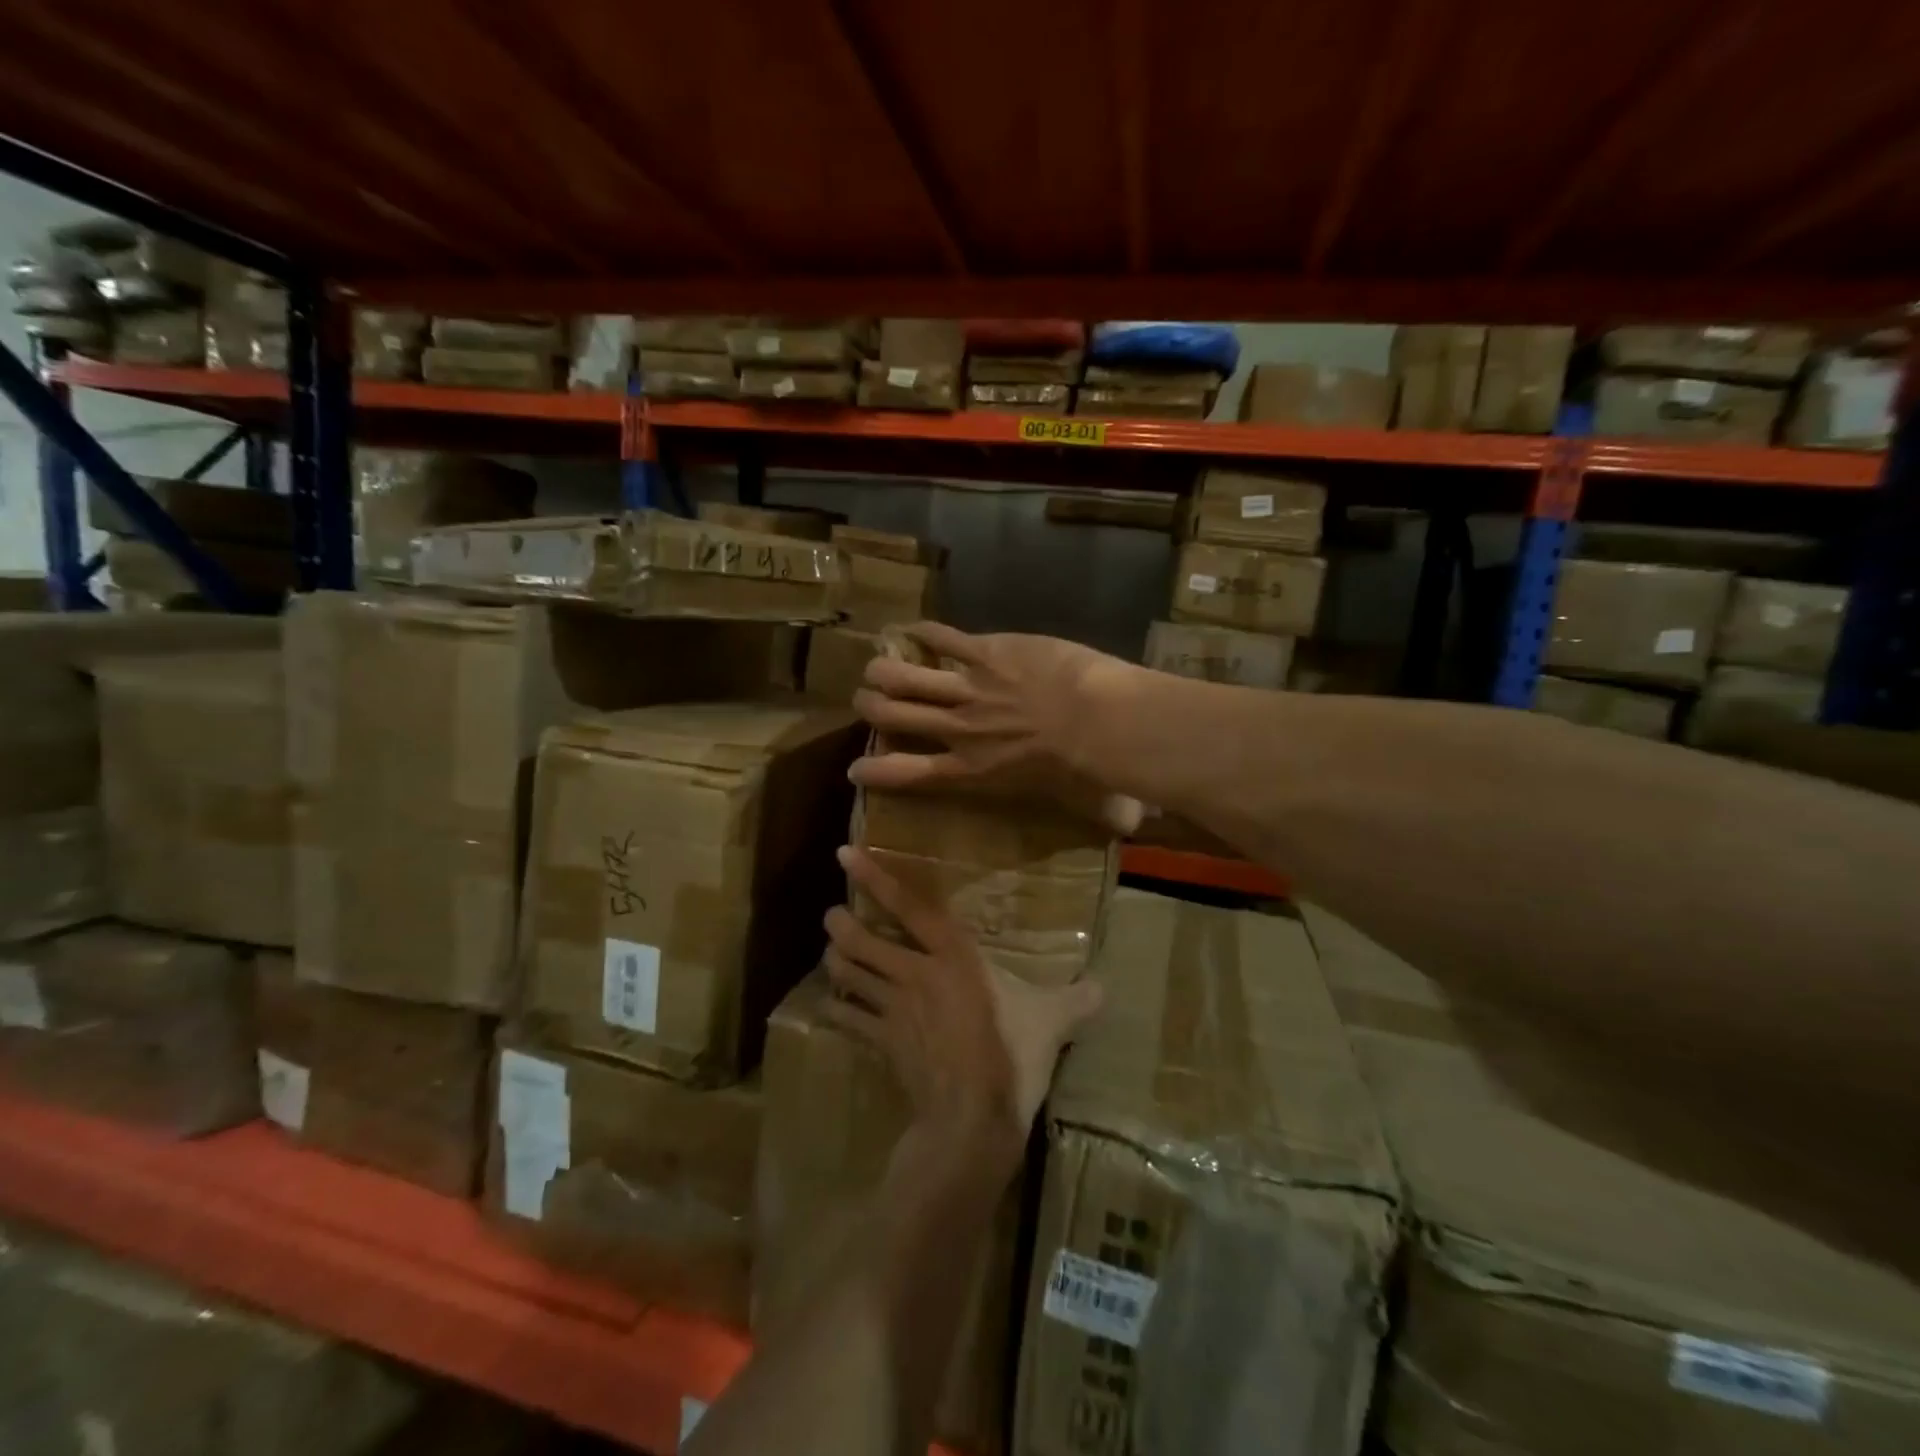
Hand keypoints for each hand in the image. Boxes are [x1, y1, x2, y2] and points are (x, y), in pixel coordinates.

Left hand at [821, 846, 1103, 1152]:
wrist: (972, 1118)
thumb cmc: (1012, 1056)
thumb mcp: (1051, 1022)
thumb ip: (1076, 1000)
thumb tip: (1105, 989)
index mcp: (954, 957)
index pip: (911, 908)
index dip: (877, 879)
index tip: (845, 854)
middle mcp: (915, 974)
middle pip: (864, 941)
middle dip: (841, 925)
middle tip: (831, 916)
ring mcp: (893, 1010)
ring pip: (851, 975)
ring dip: (836, 962)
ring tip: (830, 953)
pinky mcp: (882, 1043)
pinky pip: (849, 1020)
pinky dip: (838, 1010)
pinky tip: (832, 1007)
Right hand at [850, 623, 1143, 835]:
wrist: (1097, 722)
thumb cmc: (1088, 768)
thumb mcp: (1080, 799)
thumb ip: (1091, 810)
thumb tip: (1129, 827)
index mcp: (971, 770)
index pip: (907, 774)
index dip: (874, 770)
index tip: (855, 768)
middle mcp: (958, 730)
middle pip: (895, 716)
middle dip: (870, 708)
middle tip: (864, 701)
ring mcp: (969, 688)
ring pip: (906, 676)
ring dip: (884, 670)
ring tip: (874, 667)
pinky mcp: (986, 652)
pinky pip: (943, 638)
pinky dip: (925, 633)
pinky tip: (913, 628)